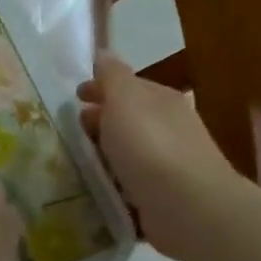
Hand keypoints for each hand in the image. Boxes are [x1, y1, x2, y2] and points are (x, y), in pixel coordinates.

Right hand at [77, 52, 240, 260]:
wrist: (189, 207)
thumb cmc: (150, 146)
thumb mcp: (125, 100)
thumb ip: (112, 76)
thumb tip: (104, 53)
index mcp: (160, 100)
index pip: (126, 86)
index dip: (98, 88)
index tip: (74, 98)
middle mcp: (169, 127)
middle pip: (127, 118)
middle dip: (100, 121)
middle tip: (70, 132)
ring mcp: (169, 164)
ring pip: (128, 151)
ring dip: (105, 153)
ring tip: (76, 163)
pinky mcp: (164, 196)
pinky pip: (131, 183)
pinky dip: (114, 182)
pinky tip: (97, 189)